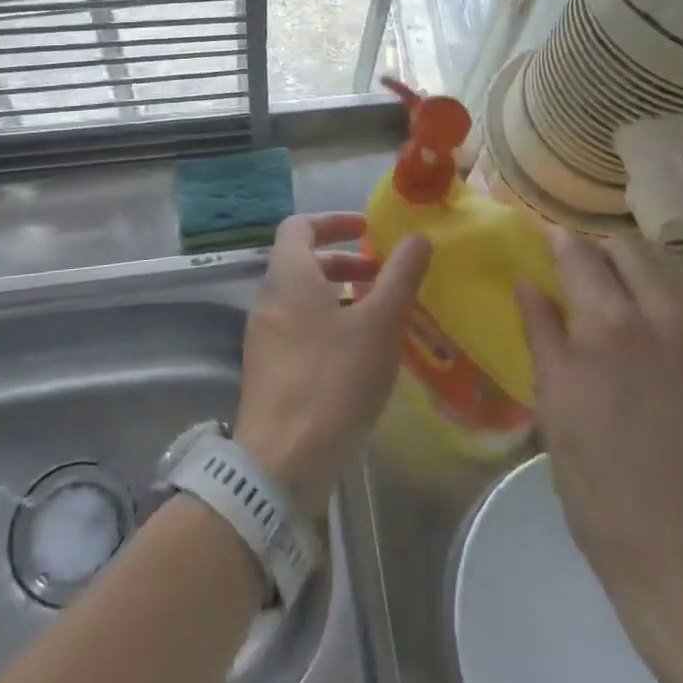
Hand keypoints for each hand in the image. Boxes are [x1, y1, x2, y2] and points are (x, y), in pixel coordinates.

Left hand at [234, 213, 431, 513]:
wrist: (281, 462)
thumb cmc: (333, 380)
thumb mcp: (378, 324)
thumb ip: (400, 277)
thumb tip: (418, 237)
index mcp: (288, 276)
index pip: (299, 225)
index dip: (333, 220)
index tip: (367, 229)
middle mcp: (268, 299)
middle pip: (302, 262)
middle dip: (344, 261)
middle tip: (383, 274)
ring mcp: (264, 336)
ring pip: (302, 298)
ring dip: (339, 294)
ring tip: (380, 314)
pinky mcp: (268, 370)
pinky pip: (298, 328)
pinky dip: (328, 323)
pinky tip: (360, 353)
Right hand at [517, 229, 682, 637]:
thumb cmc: (600, 485)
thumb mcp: (555, 405)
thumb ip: (542, 332)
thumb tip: (526, 280)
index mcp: (608, 326)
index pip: (580, 253)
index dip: (558, 239)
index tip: (546, 239)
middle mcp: (666, 317)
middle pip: (631, 248)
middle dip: (601, 247)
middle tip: (583, 267)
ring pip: (675, 267)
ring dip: (643, 265)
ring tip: (624, 287)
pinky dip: (680, 295)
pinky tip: (667, 319)